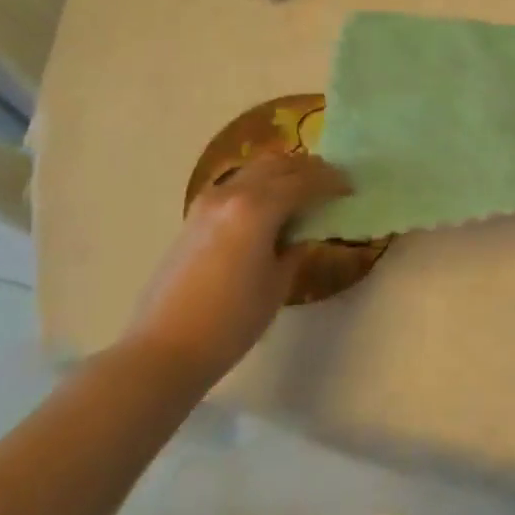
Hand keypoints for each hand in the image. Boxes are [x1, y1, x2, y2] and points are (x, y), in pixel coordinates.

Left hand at [123, 152, 348, 390]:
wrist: (164, 349)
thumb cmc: (231, 322)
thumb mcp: (277, 284)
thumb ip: (295, 247)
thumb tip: (302, 232)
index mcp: (257, 208)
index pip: (304, 181)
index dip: (331, 181)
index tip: (350, 188)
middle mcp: (232, 194)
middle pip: (278, 165)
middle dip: (309, 170)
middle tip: (332, 183)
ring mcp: (208, 202)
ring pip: (254, 170)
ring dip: (283, 173)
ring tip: (303, 191)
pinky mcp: (195, 216)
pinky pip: (237, 184)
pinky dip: (260, 184)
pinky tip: (271, 206)